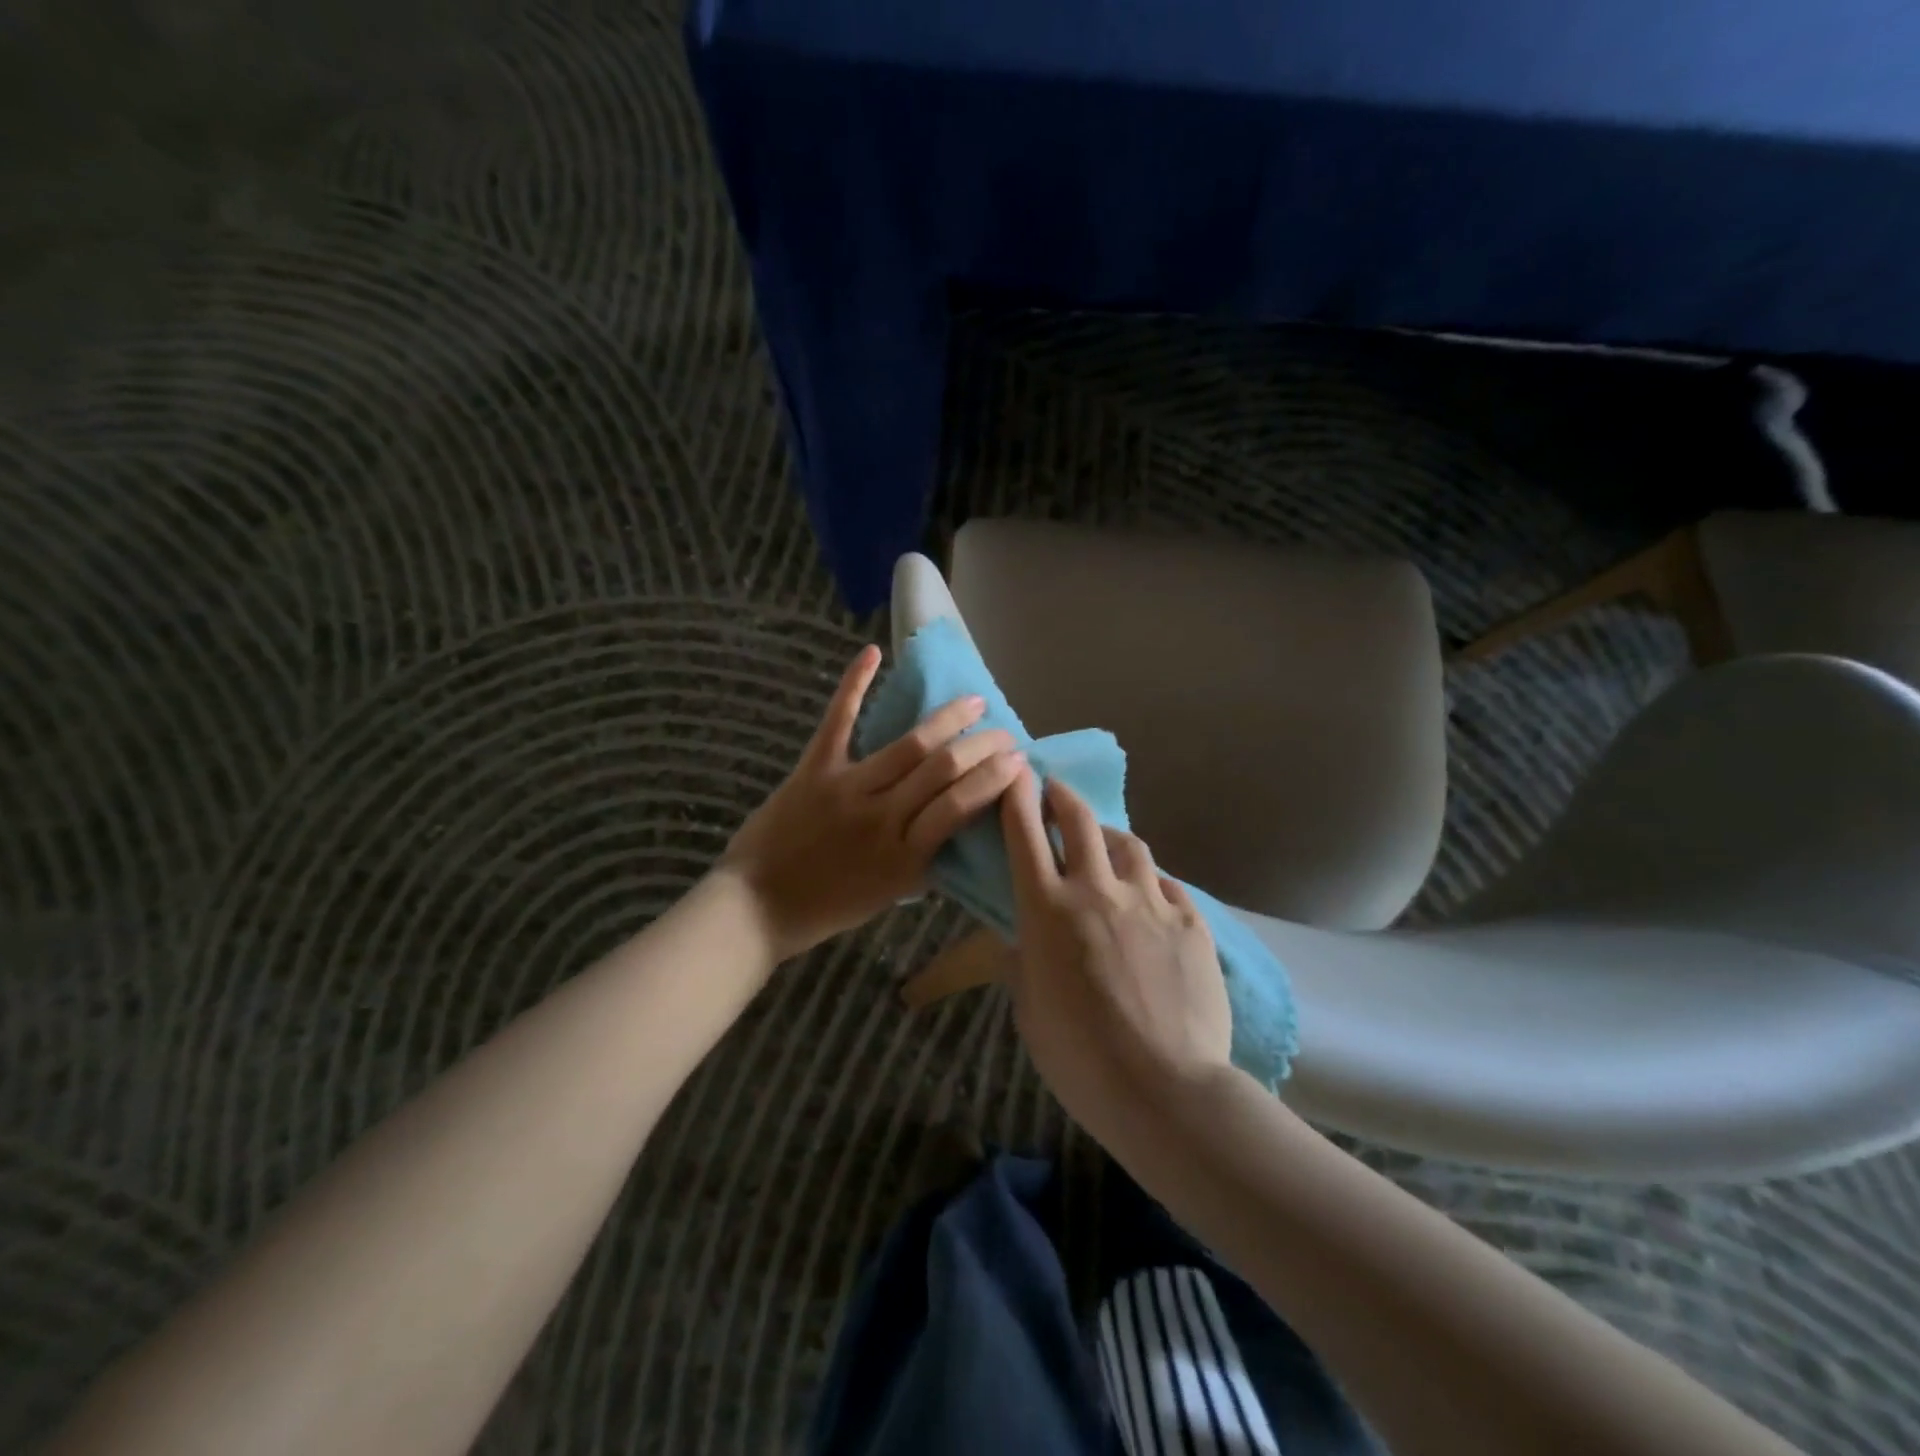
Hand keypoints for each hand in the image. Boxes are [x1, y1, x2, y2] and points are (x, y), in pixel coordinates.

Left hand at [722, 645, 1026, 962]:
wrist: (755, 907)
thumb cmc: (826, 908)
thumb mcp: (887, 897)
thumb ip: (922, 862)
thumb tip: (956, 831)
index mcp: (905, 856)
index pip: (962, 806)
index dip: (995, 778)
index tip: (1019, 760)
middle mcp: (883, 817)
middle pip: (944, 770)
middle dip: (983, 745)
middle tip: (1005, 731)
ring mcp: (847, 788)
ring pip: (909, 745)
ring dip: (947, 719)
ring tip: (973, 701)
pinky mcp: (814, 769)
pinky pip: (839, 721)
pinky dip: (854, 684)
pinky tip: (872, 653)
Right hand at [1001, 771, 1231, 1140]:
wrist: (1165, 1088)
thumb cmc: (1079, 1057)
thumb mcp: (1029, 1009)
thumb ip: (1024, 961)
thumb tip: (1023, 938)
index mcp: (1047, 910)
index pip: (1025, 834)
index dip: (1017, 797)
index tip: (1015, 775)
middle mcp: (1097, 890)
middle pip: (1079, 820)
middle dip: (1062, 796)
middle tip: (1056, 790)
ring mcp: (1149, 902)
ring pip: (1128, 844)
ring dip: (1109, 836)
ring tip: (1104, 844)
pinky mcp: (1189, 920)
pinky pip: (1165, 885)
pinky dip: (1149, 882)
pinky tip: (1148, 897)